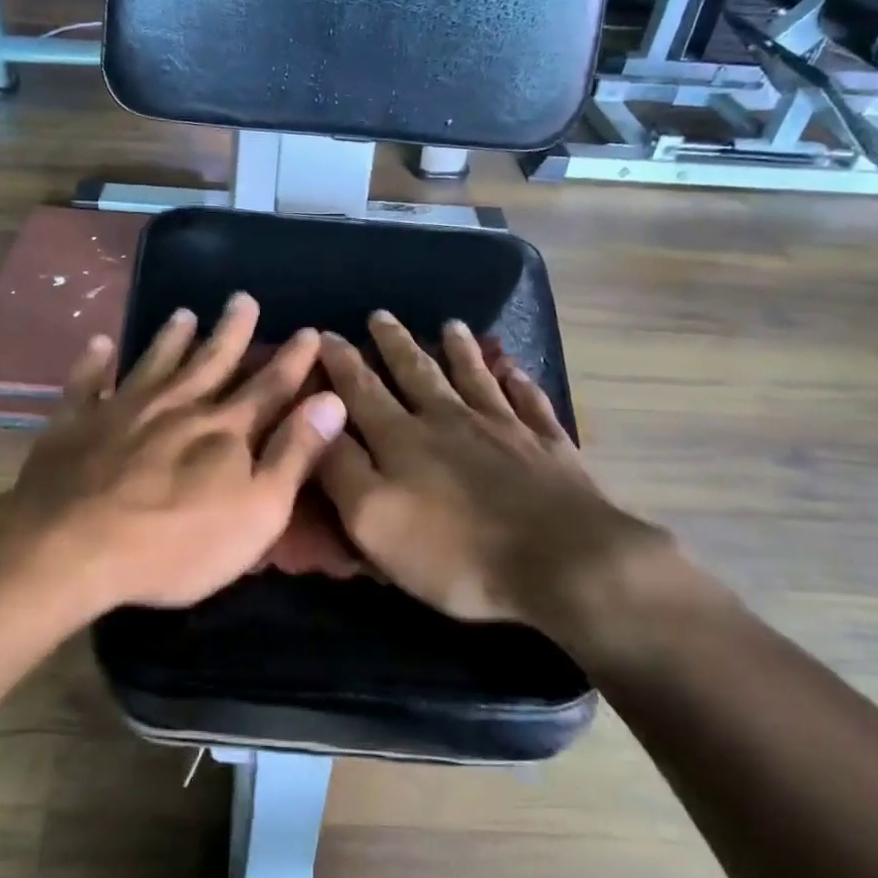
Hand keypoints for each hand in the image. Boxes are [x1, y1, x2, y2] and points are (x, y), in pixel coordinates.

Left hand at [0, 294, 347, 613]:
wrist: (72, 548)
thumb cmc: (176, 543)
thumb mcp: (257, 512)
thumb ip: (295, 454)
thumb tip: (332, 401)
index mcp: (224, 430)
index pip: (269, 387)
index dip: (293, 360)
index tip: (309, 331)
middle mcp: (177, 406)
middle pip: (211, 361)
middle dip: (232, 331)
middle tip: (242, 298)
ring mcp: (122, 410)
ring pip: (153, 363)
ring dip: (170, 338)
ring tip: (183, 313)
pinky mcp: (75, 424)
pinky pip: (85, 383)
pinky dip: (94, 362)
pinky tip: (99, 343)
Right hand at [316, 313, 676, 638]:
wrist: (561, 563)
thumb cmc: (454, 551)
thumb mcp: (373, 520)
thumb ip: (340, 468)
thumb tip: (315, 421)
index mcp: (403, 438)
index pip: (362, 390)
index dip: (342, 362)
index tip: (327, 333)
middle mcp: (450, 420)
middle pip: (417, 373)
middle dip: (395, 344)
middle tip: (381, 315)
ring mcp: (504, 428)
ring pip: (475, 378)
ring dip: (460, 351)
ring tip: (452, 326)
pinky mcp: (548, 446)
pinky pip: (530, 403)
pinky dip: (521, 384)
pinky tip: (516, 372)